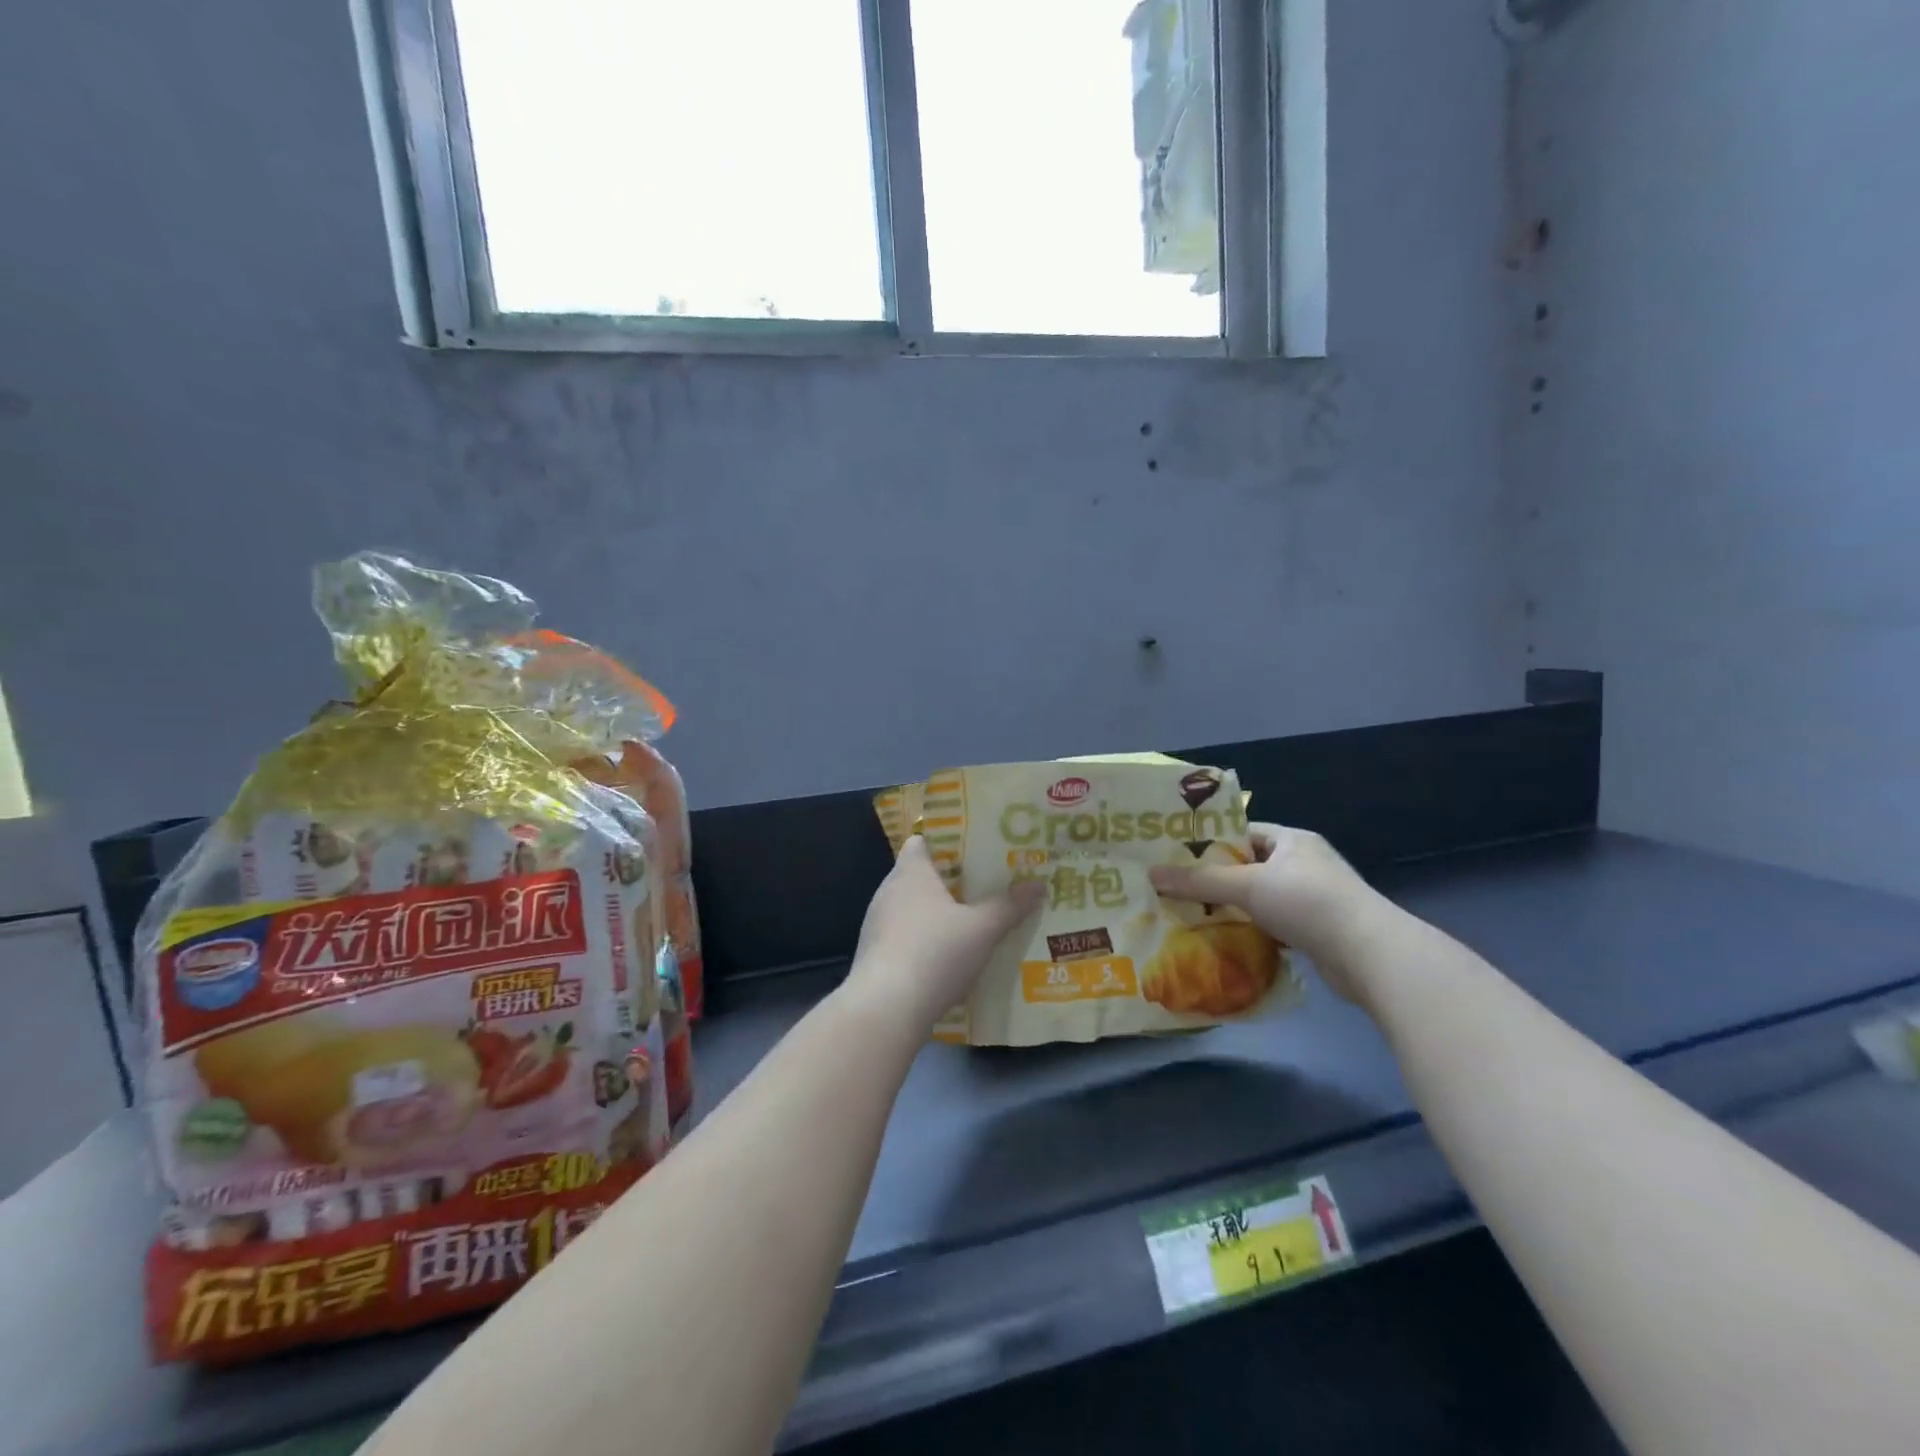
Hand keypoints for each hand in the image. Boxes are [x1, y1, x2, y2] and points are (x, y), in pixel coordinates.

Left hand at [841, 837, 1044, 1036]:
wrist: (885, 1009)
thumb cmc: (934, 953)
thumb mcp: (982, 929)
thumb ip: (1009, 906)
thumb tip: (1038, 884)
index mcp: (911, 872)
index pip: (922, 841)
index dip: (947, 842)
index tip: (975, 851)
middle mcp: (889, 891)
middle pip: (921, 876)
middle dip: (951, 882)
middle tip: (986, 887)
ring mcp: (878, 925)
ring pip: (913, 910)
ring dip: (938, 916)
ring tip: (973, 923)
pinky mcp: (875, 956)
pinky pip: (905, 938)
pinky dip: (925, 943)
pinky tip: (949, 960)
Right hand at [1149, 824, 1386, 1004]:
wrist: (1369, 954)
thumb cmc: (1307, 902)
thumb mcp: (1247, 886)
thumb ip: (1200, 881)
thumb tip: (1151, 874)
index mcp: (1292, 840)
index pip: (1243, 833)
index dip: (1210, 843)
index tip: (1177, 857)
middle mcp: (1304, 864)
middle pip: (1250, 867)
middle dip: (1216, 880)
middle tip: (1177, 890)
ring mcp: (1313, 898)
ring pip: (1261, 898)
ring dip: (1234, 909)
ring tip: (1193, 916)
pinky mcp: (1318, 931)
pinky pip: (1275, 924)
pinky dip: (1253, 931)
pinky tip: (1227, 941)